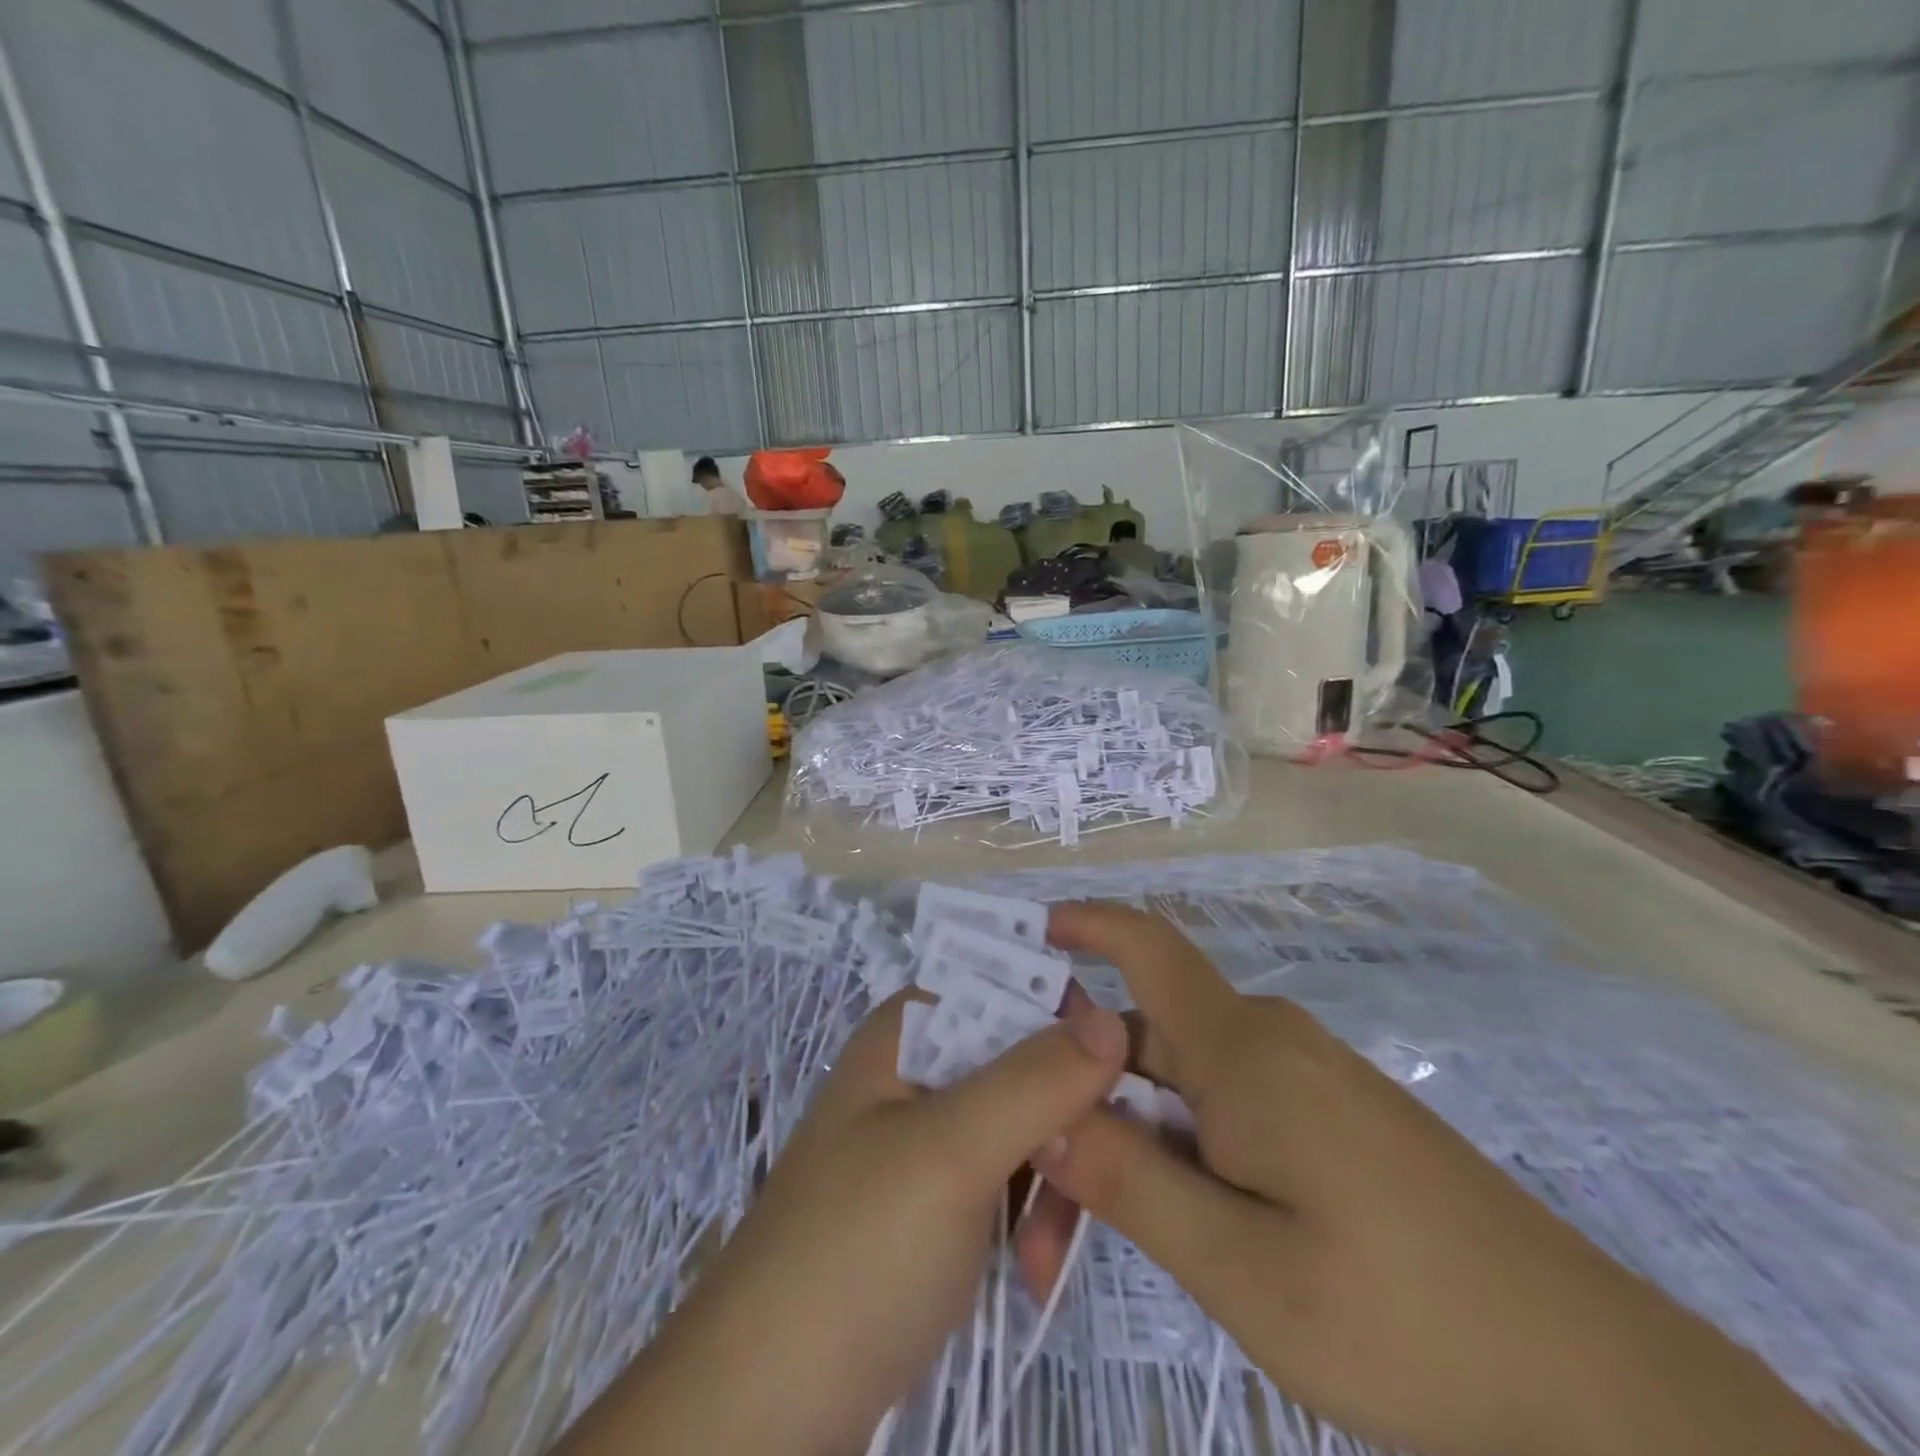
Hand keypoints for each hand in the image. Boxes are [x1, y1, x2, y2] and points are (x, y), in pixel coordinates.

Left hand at [563, 990, 1129, 1455]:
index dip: (1066, 1017)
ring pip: (1020, 1124)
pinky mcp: (931, 1203)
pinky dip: (1028, 1217)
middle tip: (1097, 1179)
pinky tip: (1035, 1271)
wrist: (763, 1411)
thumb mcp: (953, 1152)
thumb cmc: (858, 1252)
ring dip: (1052, 1180)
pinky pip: (1003, 1179)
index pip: (1006, 985)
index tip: (1123, 1072)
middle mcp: (916, 1070)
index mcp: (909, 1029)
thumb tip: (1115, 1017)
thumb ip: (1035, 1079)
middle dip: (1065, 1118)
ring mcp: (922, 1140)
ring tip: (1051, 1255)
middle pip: (1020, 1059)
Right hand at [1023, 903, 1873, 1455]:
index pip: (1149, 949)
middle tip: (1036, 1180)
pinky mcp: (1332, 1116)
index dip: (1088, 925)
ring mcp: (1307, 1078)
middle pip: (1148, 1035)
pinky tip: (1176, 1211)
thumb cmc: (1407, 1321)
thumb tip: (1048, 1112)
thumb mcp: (1241, 1270)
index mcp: (1244, 1052)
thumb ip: (1132, 1180)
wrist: (1595, 1383)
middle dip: (1083, 1090)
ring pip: (1185, 1079)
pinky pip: (1227, 1105)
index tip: (1028, 937)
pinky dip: (1179, 1142)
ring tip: (1092, 1217)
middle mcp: (1270, 1042)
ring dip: (1131, 1129)